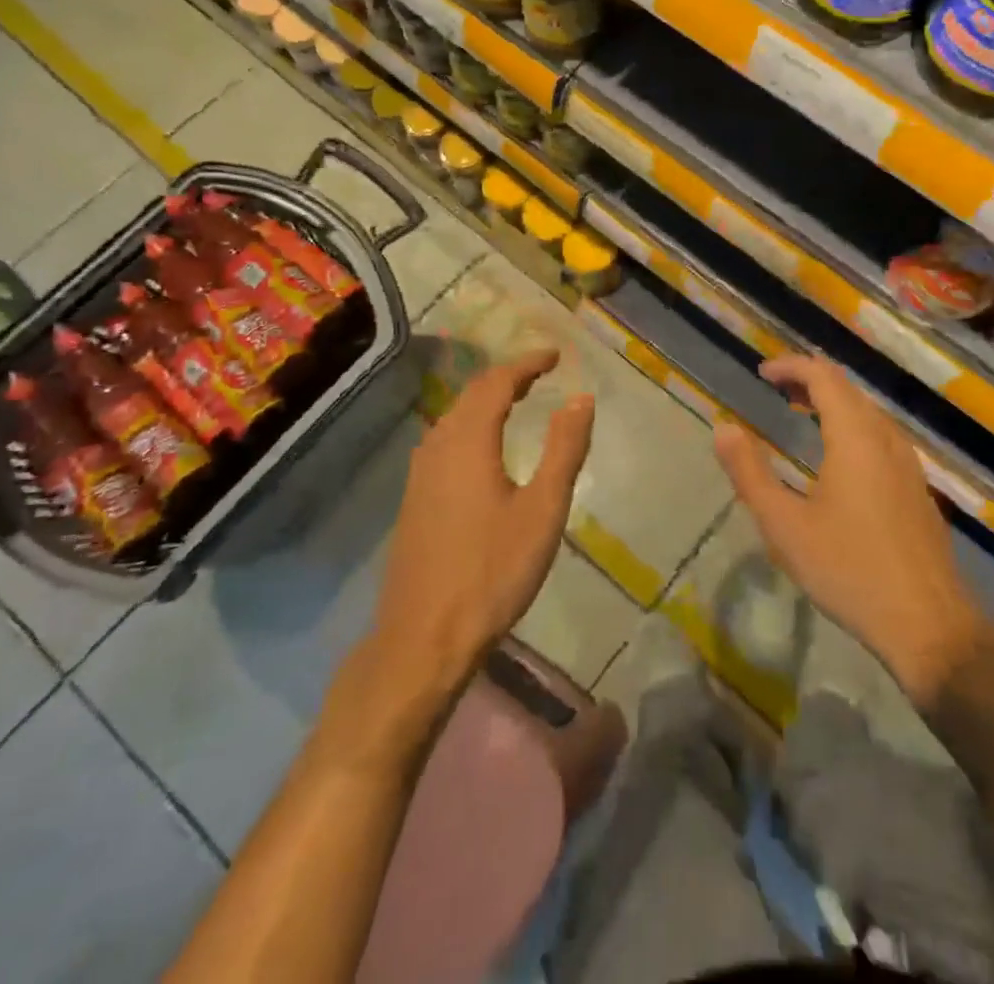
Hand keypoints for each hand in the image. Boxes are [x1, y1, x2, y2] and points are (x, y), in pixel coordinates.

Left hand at [371, 350, 595, 691]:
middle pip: (471, 395)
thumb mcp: (543, 509)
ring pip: (453, 418)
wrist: (424, 638)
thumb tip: (580, 398)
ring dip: (485, 401)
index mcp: (469, 442)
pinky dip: (469, 425)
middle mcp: (438, 447)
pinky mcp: (413, 500)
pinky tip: (481, 448)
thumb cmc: (493, 571)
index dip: (527, 364)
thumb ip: (564, 449)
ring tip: (516, 401)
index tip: (555, 356)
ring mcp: (419, 474)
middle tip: (540, 373)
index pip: (497, 383)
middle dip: (507, 377)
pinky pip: (443, 441)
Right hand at [713, 354, 982, 708]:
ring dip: (833, 402)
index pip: (824, 376)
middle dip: (810, 379)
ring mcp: (908, 462)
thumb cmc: (849, 570)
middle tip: (777, 389)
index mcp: (855, 437)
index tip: (762, 373)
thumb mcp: (785, 525)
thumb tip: (723, 428)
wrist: (928, 623)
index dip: (791, 366)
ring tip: (801, 413)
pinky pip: (881, 434)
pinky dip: (852, 424)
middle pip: (848, 388)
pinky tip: (839, 457)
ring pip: (868, 411)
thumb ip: (750, 473)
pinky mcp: (917, 487)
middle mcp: (886, 438)